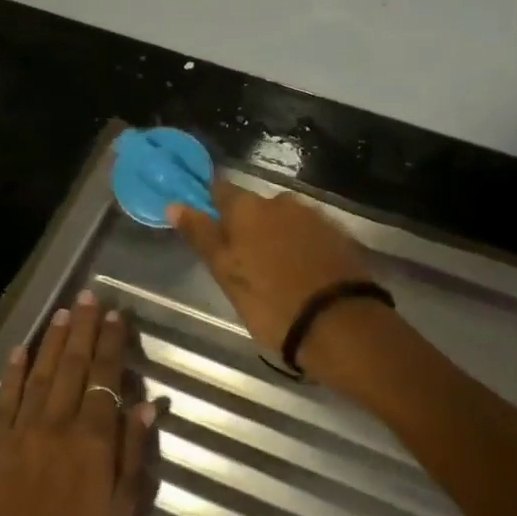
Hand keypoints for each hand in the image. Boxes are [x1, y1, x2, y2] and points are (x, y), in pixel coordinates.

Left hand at [0, 289, 153, 515]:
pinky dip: (13, 373)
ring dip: (53, 341)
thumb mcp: (121, 515)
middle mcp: (55, 427)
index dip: (113, 344)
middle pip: (73, 367)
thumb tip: (146, 407)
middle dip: (84, 330)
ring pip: (40, 375)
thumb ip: (132, 455)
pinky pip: (4, 401)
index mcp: (92, 442)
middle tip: (89, 297)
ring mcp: (19, 435)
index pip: (105, 379)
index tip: (117, 315)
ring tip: (64, 313)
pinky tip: (21, 350)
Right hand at [167, 180, 378, 372]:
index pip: (221, 190)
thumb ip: (202, 236)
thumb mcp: (227, 274)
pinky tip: (301, 272)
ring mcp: (315, 216)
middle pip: (256, 206)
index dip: (212, 205)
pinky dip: (300, 247)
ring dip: (276, 236)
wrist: (341, 325)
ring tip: (274, 271)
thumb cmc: (271, 303)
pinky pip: (309, 234)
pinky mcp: (340, 235)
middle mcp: (282, 202)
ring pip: (284, 220)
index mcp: (248, 208)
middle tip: (243, 261)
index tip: (207, 225)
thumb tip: (175, 204)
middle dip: (248, 226)